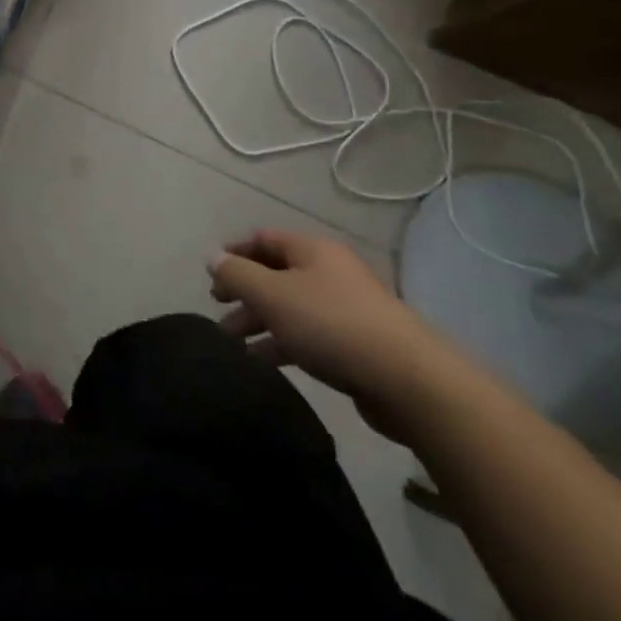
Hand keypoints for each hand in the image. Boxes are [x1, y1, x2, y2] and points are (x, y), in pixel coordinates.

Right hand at [209, 229, 460, 443]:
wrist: (409, 381)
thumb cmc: (331, 324)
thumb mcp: (272, 295)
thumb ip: (238, 275)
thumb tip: (214, 258)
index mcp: (312, 250)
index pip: (264, 239)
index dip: (235, 251)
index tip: (212, 273)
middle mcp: (329, 272)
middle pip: (277, 274)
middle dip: (245, 291)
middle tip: (218, 309)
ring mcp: (346, 309)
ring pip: (291, 308)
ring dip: (260, 321)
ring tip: (233, 342)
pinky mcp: (356, 346)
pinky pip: (309, 336)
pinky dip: (283, 344)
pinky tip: (263, 361)